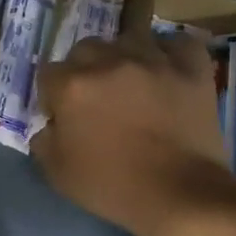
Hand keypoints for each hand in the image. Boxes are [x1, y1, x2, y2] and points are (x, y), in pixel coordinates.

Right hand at [31, 33, 235, 235]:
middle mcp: (109, 62)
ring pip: (129, 39)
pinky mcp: (191, 68)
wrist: (180, 195)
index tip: (62, 116)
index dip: (53, 96)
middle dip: (85, 70)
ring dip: (124, 57)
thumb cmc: (112, 186)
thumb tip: (50, 124)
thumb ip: (43, 140)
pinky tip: (167, 69)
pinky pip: (178, 43)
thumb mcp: (57, 172)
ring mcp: (153, 61)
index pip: (48, 74)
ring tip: (131, 80)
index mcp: (72, 86)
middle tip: (96, 98)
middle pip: (86, 49)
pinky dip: (171, 53)